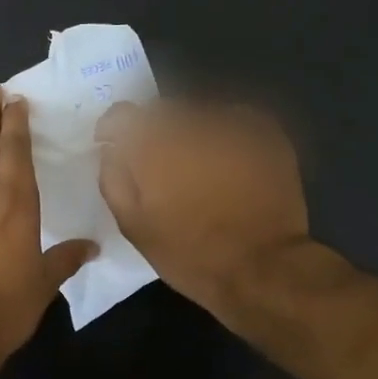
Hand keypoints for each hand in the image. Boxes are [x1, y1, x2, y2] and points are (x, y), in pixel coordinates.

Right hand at [96, 99, 316, 316]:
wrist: (262, 266)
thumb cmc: (189, 252)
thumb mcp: (134, 225)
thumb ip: (114, 179)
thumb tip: (111, 150)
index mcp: (153, 144)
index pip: (122, 115)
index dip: (113, 129)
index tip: (113, 146)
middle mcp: (191, 122)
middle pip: (162, 111)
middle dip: (155, 132)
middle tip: (159, 164)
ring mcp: (233, 123)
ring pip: (199, 114)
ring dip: (191, 133)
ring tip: (197, 165)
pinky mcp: (266, 132)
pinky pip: (234, 120)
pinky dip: (224, 134)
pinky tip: (228, 162)